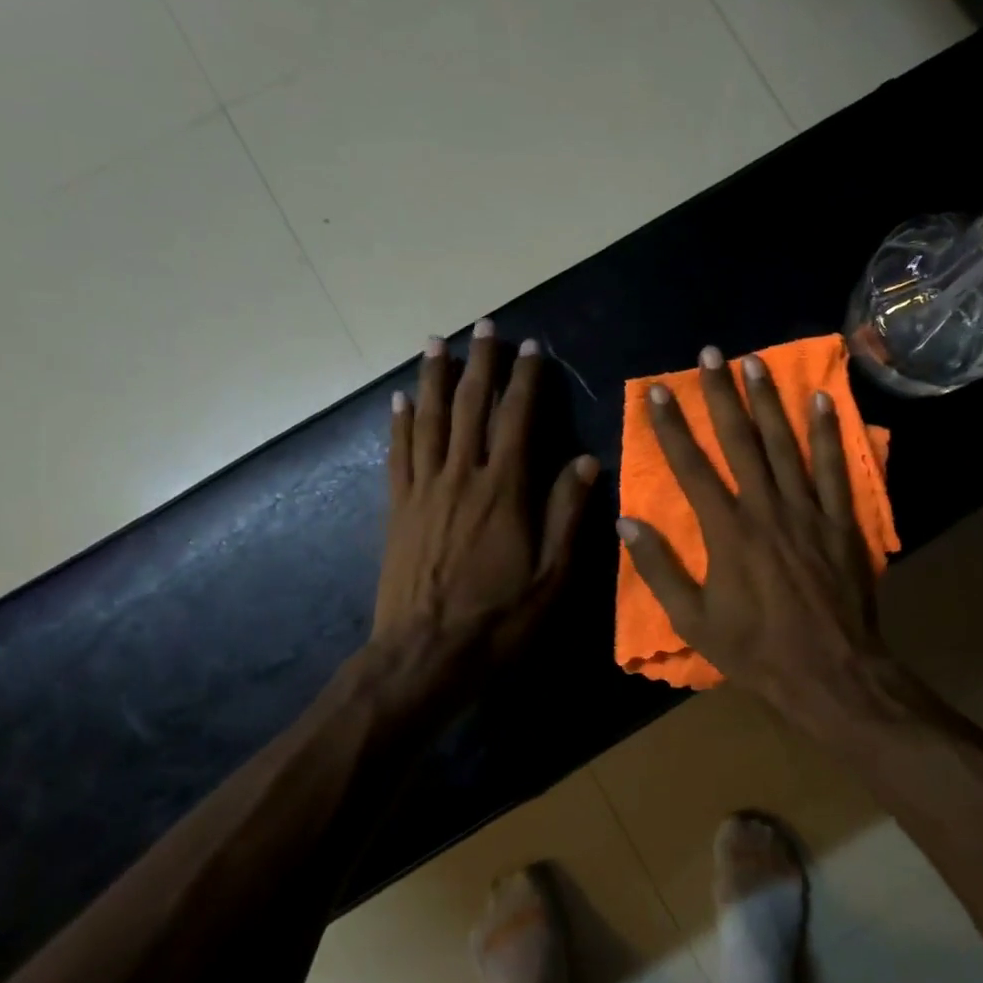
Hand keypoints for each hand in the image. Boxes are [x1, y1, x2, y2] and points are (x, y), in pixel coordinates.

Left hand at [376, 321, 597, 661]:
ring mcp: (424, 490)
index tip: (532, 348)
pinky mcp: (398, 508)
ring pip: (429, 420)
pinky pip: (398, 454)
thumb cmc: (498, 619)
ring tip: (437, 343)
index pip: (517, 420)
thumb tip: (585, 461)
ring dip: (434, 378)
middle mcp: (461, 477)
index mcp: (504, 491)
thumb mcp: (552, 576)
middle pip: (470, 407)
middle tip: (485, 326)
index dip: (526, 381)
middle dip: (480, 363)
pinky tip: (400, 400)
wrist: (424, 655)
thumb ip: (567, 515)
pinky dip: (400, 423)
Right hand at [616, 346, 890, 720]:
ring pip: (785, 444)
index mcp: (727, 532)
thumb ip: (660, 569)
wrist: (830, 673)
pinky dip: (829, 433)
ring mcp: (808, 511)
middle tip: (709, 355)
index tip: (656, 392)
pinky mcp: (841, 522)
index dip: (670, 427)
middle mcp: (766, 509)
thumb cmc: (756, 651)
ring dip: (768, 401)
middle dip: (721, 395)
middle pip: (740, 441)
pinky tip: (822, 400)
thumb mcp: (694, 621)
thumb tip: (626, 522)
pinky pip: (835, 469)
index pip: (691, 467)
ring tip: (755, 363)